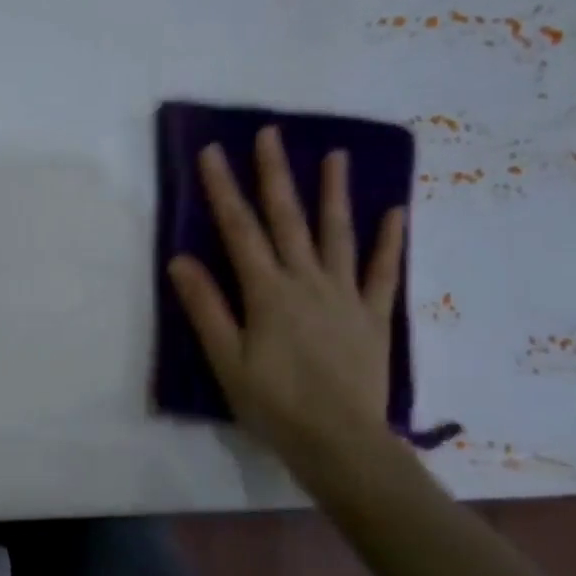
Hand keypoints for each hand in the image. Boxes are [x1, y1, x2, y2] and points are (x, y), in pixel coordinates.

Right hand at [167, 128, 403, 463]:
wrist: (340, 442)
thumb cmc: (274, 404)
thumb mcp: (226, 359)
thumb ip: (206, 307)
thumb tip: (180, 259)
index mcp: (267, 292)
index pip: (239, 230)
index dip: (223, 189)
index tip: (212, 152)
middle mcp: (306, 281)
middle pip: (288, 219)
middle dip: (275, 174)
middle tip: (271, 133)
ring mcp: (344, 295)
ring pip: (338, 234)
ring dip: (334, 193)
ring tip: (336, 155)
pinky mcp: (373, 315)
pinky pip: (382, 272)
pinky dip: (389, 241)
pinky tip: (395, 212)